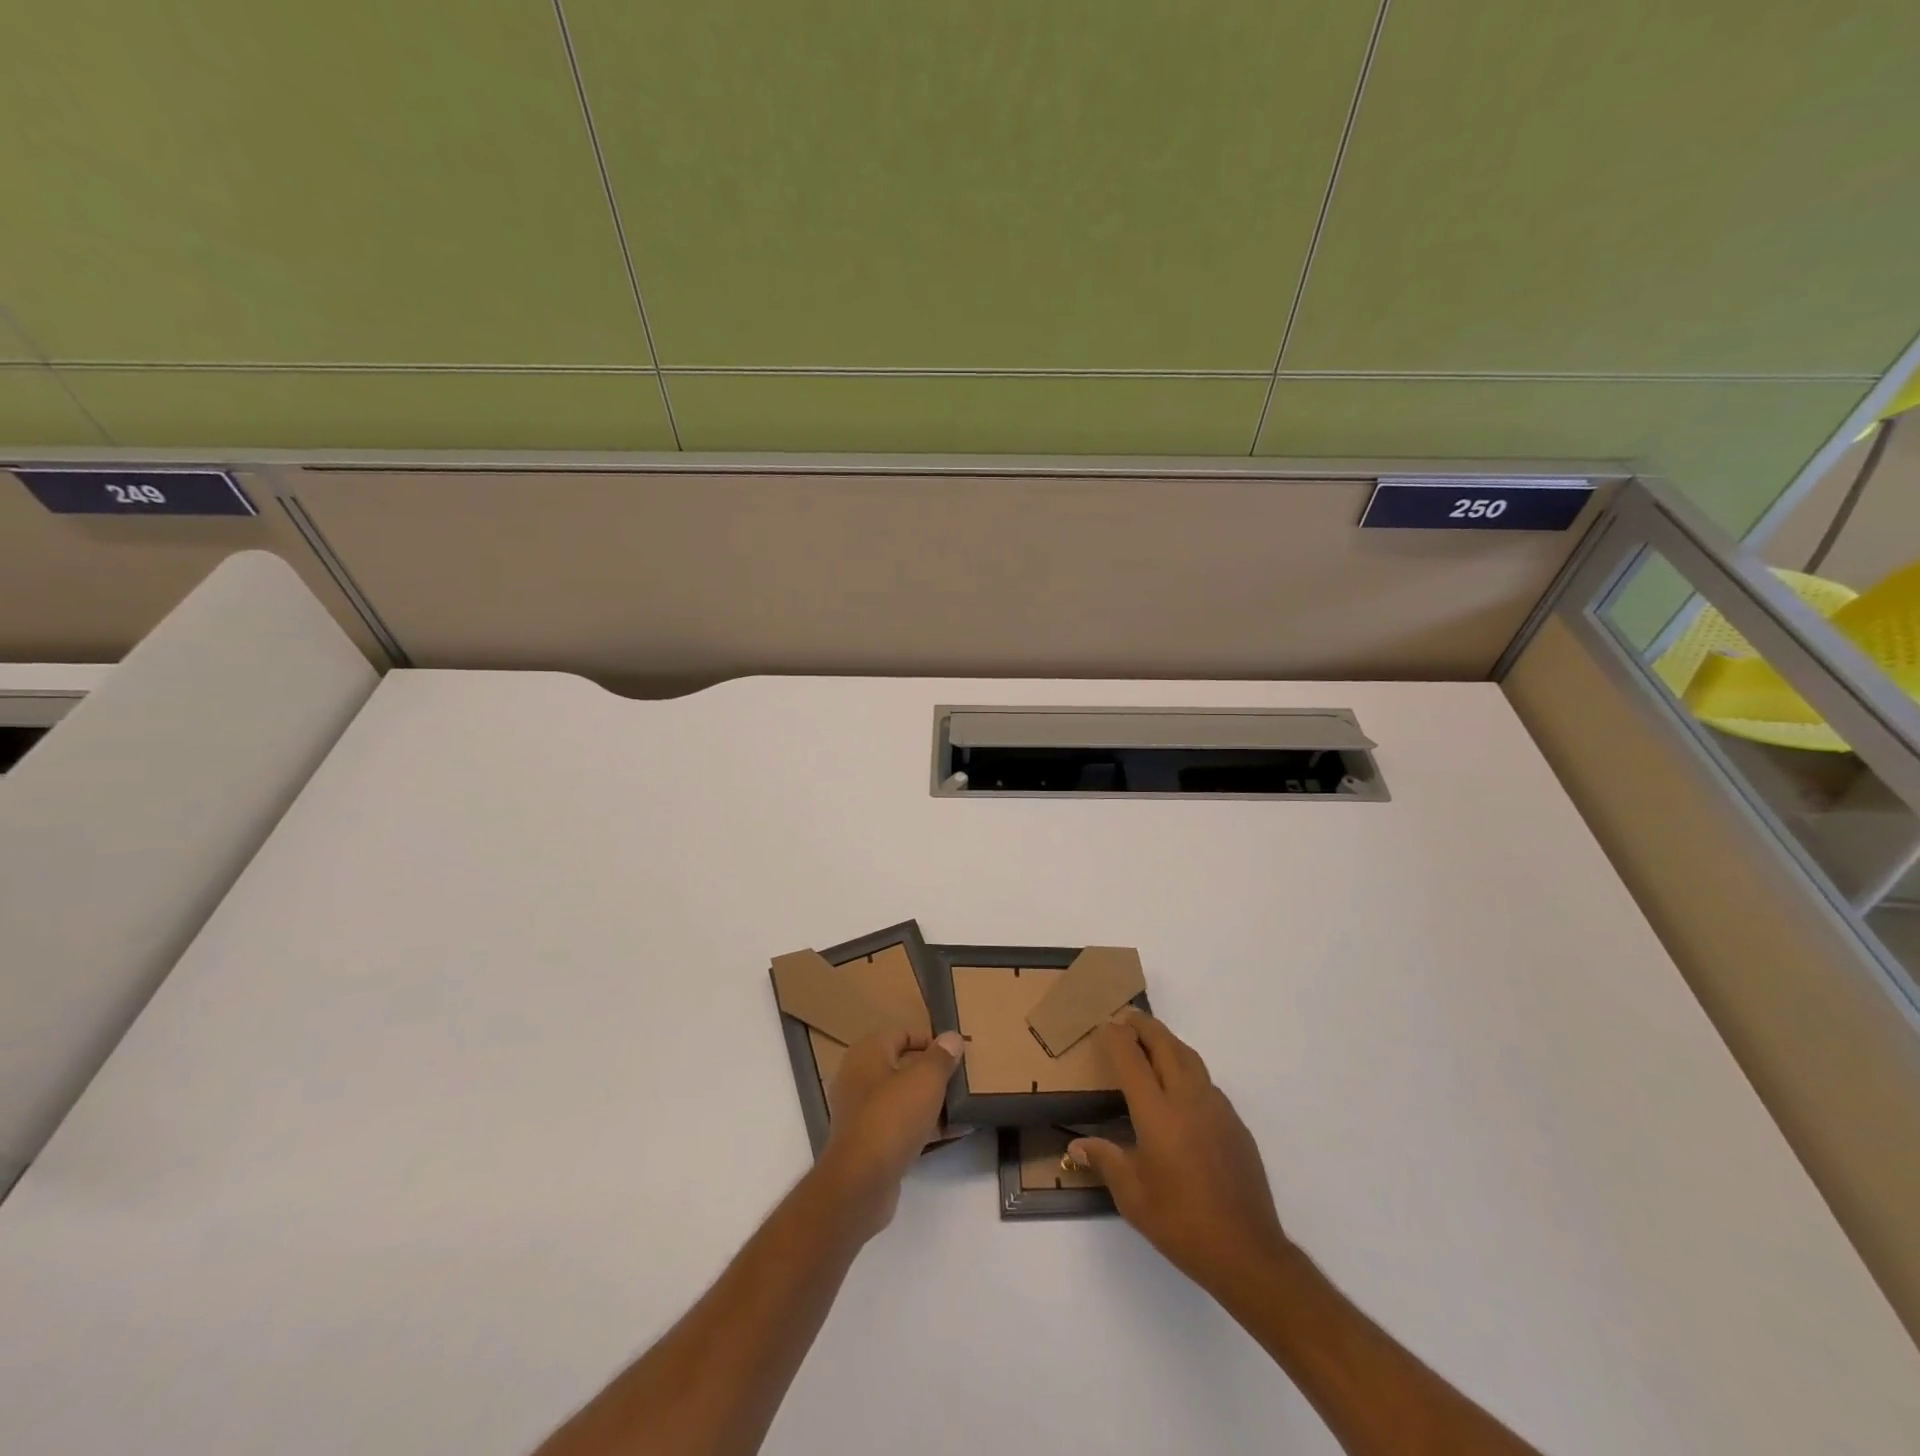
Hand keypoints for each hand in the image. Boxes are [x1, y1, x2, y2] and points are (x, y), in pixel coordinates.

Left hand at [816, 1028, 963, 1239]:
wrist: (861, 1182)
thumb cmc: (893, 1117)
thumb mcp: (925, 1080)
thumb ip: (941, 1057)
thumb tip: (952, 1037)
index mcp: (867, 1053)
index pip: (901, 1033)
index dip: (930, 1038)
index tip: (956, 1051)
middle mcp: (859, 1078)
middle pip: (902, 1065)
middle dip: (933, 1071)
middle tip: (962, 1076)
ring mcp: (862, 1112)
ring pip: (903, 1097)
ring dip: (931, 1100)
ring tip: (964, 1104)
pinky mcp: (869, 1142)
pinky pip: (901, 1124)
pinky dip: (924, 1125)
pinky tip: (954, 1131)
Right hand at [1069, 1011, 1289, 1293]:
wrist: (1247, 1252)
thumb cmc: (1181, 1224)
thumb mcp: (1133, 1197)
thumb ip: (1105, 1161)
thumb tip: (1077, 1145)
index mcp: (1157, 1115)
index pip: (1132, 1060)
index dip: (1117, 1038)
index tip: (1106, 1024)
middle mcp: (1188, 1100)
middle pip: (1165, 1046)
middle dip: (1144, 1026)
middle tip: (1127, 1017)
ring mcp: (1216, 1109)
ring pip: (1190, 1058)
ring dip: (1168, 1042)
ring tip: (1151, 1040)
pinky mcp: (1235, 1123)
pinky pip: (1206, 1081)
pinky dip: (1188, 1068)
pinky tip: (1180, 1086)